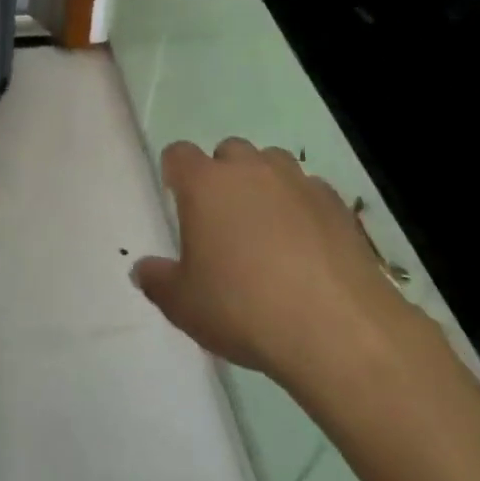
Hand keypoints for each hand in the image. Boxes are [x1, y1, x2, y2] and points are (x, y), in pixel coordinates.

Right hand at [132, 139, 427, 391]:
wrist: (337, 329)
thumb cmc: (244, 309)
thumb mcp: (184, 305)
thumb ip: (158, 281)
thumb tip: (141, 269)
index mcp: (205, 184)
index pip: (179, 154)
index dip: (176, 172)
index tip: (178, 199)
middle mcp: (250, 170)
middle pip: (229, 151)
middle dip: (223, 175)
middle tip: (223, 220)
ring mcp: (297, 182)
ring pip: (272, 163)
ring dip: (264, 184)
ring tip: (267, 228)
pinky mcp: (336, 204)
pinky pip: (309, 190)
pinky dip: (301, 207)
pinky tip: (306, 246)